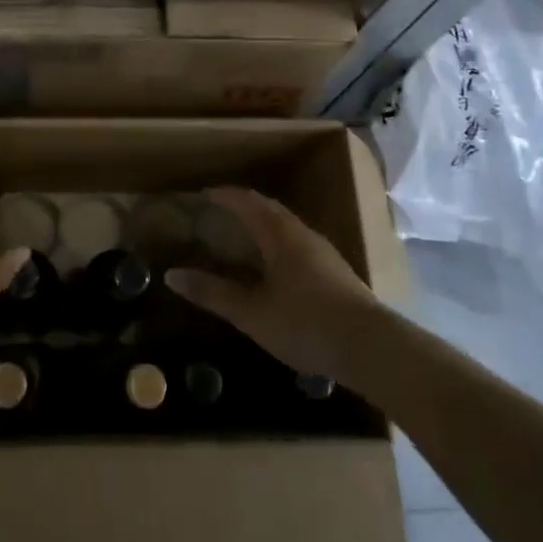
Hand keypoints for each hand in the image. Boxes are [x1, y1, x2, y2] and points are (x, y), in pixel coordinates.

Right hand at [167, 187, 381, 379]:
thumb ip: (212, 293)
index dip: (226, 196)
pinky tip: (275, 267)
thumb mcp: (252, 313)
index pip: (248, 202)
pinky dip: (279, 243)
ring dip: (264, 225)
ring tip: (244, 237)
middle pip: (270, 210)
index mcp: (280, 235)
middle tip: (220, 212)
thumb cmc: (305, 324)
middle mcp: (303, 234)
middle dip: (244, 206)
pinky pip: (299, 244)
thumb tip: (171, 275)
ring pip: (288, 227)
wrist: (371, 347)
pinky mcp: (336, 272)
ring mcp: (324, 253)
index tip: (205, 194)